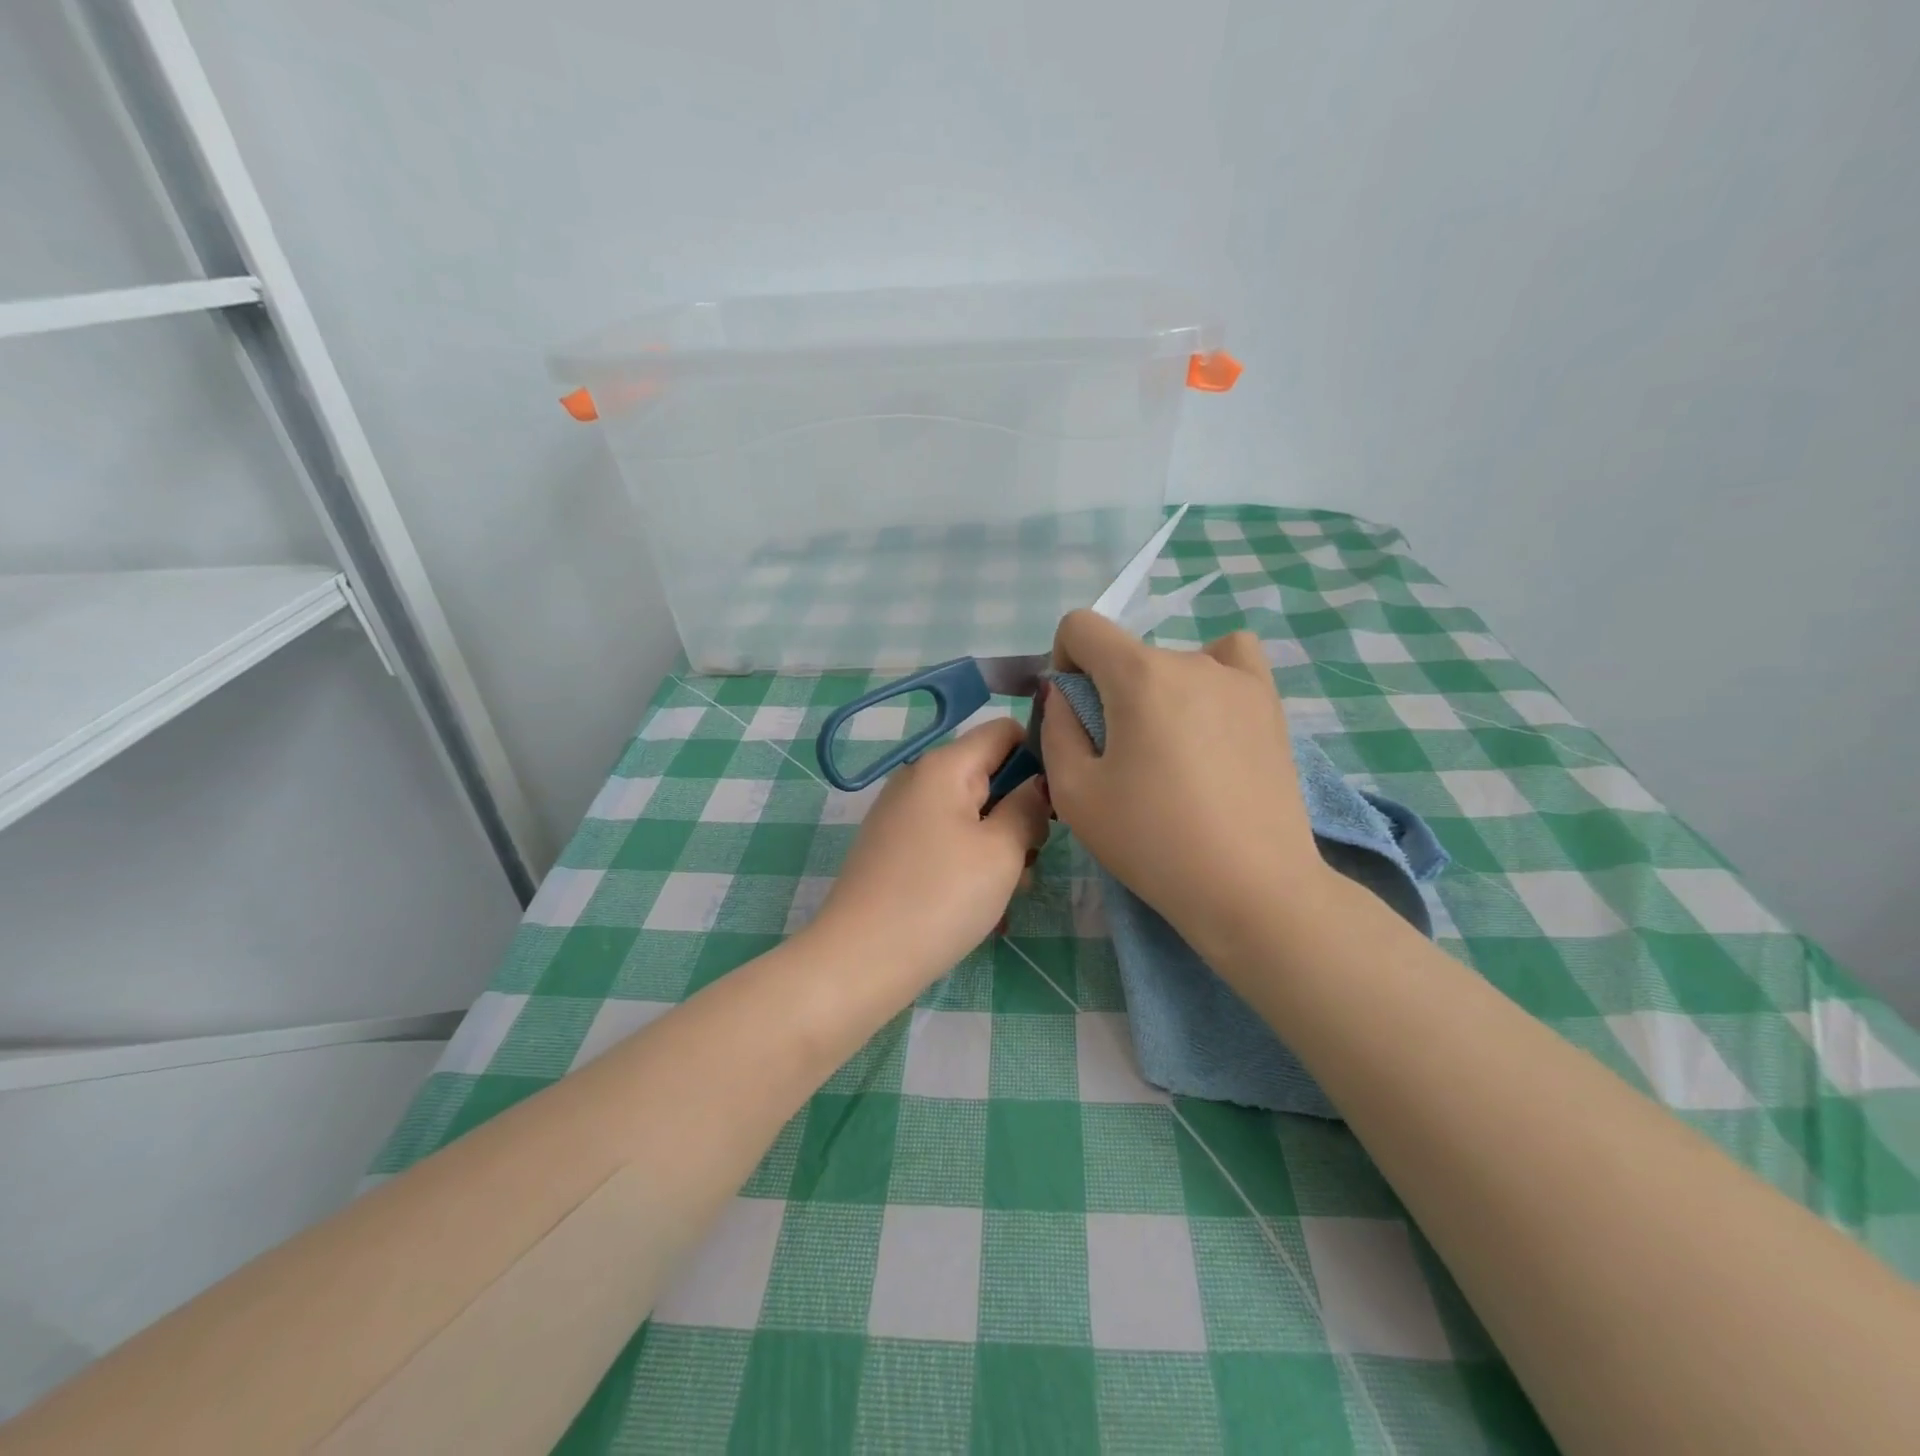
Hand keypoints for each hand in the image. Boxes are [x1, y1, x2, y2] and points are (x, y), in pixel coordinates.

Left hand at [813, 717, 1051, 992]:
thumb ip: (1028, 808)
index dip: (1039, 758)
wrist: (860, 960)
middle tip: (1030, 861)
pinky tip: (982, 909)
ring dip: (998, 848)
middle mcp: (918, 779)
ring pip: (971, 815)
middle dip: (1018, 814)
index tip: (1055, 804)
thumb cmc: (940, 897)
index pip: (1004, 731)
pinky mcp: (894, 849)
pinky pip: (947, 842)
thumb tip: (1036, 786)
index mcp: (944, 765)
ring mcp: (902, 816)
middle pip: (988, 776)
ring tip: (1007, 895)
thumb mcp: (1001, 851)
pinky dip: (970, 865)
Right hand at [1040, 611, 1332, 964]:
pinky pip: (1232, 660)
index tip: (1073, 715)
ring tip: (1170, 753)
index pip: (1081, 626)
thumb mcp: (1074, 792)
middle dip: (1107, 692)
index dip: (1063, 663)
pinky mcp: (1270, 704)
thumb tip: (1064, 694)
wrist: (1251, 889)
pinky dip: (1210, 676)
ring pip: (1172, 664)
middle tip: (1119, 759)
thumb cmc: (1152, 842)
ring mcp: (1239, 678)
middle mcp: (1190, 659)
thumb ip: (1055, 728)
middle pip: (1126, 654)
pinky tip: (1208, 718)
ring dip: (1154, 693)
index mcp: (1138, 675)